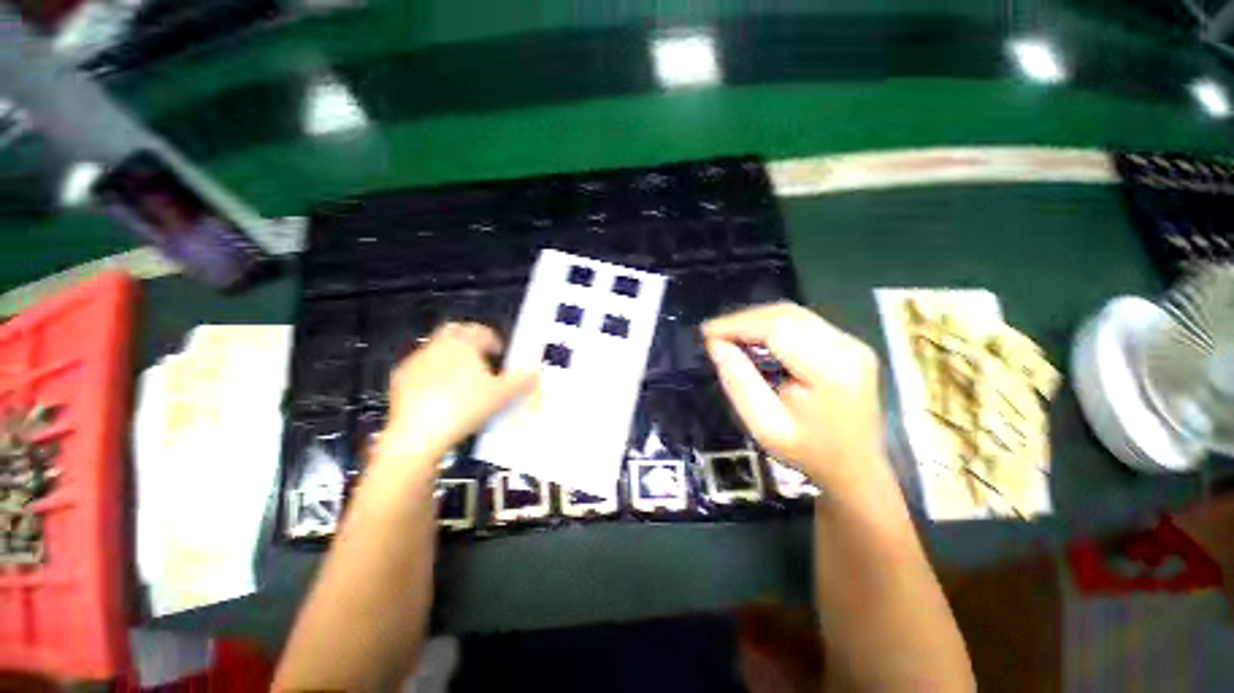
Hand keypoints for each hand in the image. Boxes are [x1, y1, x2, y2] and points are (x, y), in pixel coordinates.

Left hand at [380, 323, 535, 469]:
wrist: (419, 434)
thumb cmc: (466, 407)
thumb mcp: (502, 395)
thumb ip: (521, 380)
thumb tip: (536, 371)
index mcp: (464, 344)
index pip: (480, 331)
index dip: (492, 339)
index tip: (499, 351)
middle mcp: (438, 346)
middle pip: (455, 331)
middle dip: (469, 339)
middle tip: (480, 356)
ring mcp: (416, 360)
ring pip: (436, 348)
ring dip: (450, 355)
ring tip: (461, 376)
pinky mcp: (400, 378)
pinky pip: (420, 367)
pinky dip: (431, 372)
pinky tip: (437, 391)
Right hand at [702, 302, 888, 493]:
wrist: (856, 467)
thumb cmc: (808, 453)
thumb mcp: (764, 426)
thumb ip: (739, 383)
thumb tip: (716, 345)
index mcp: (831, 371)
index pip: (778, 328)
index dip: (738, 324)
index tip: (706, 333)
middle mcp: (847, 347)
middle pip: (786, 315)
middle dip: (744, 319)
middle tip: (713, 334)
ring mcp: (851, 343)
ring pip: (793, 314)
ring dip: (756, 320)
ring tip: (728, 335)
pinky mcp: (848, 344)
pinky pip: (802, 322)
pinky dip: (771, 325)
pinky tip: (753, 337)